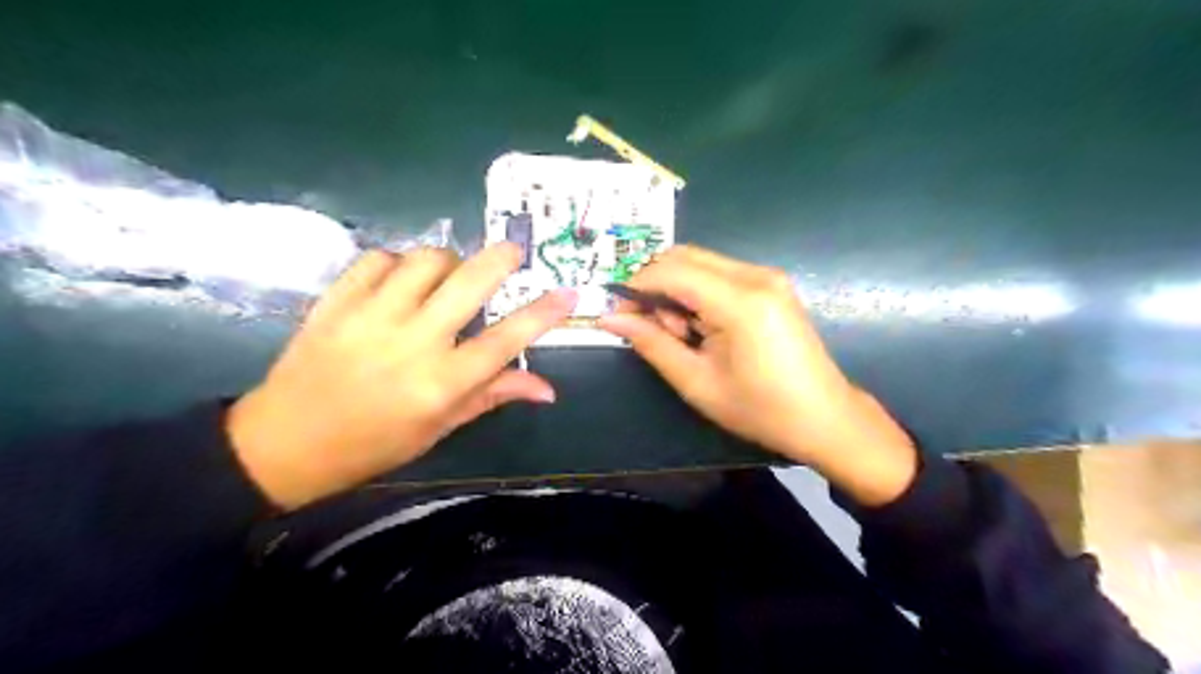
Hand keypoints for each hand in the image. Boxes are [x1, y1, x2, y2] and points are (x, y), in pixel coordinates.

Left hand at [228, 245, 581, 508]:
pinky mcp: (336, 302)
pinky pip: (378, 259)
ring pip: (425, 260)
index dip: (542, 313)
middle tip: (512, 252)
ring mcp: (371, 317)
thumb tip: (547, 389)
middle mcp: (412, 343)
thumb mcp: (440, 427)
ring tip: (449, 276)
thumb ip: (493, 395)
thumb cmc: (374, 445)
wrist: (284, 443)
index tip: (566, 293)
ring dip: (448, 261)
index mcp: (441, 383)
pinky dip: (399, 261)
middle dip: (500, 259)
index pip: (506, 340)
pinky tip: (401, 279)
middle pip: (469, 283)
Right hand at [601, 245, 920, 504]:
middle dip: (655, 285)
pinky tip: (703, 327)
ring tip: (682, 335)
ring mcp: (768, 275)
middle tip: (651, 328)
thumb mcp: (696, 382)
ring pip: (699, 262)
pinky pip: (719, 272)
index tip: (617, 312)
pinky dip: (697, 292)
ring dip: (676, 289)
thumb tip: (609, 318)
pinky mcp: (771, 283)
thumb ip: (651, 343)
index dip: (636, 286)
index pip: (671, 270)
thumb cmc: (759, 409)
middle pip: (683, 256)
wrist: (824, 417)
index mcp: (740, 301)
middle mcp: (756, 275)